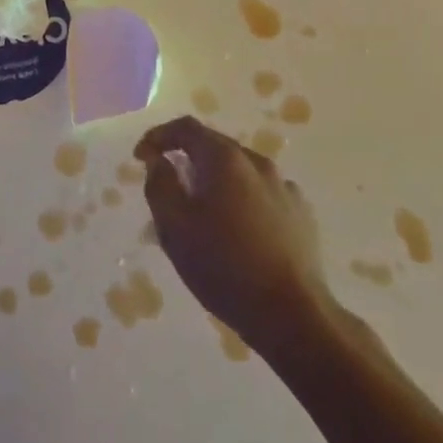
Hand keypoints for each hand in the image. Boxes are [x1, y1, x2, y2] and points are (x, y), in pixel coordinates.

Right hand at [135, 115, 331, 349]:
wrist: (293, 315)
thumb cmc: (224, 266)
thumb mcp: (174, 227)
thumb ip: (160, 185)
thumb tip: (160, 161)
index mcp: (225, 158)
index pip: (185, 128)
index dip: (158, 137)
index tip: (141, 158)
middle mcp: (257, 162)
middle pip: (214, 147)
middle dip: (187, 161)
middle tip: (169, 190)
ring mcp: (284, 187)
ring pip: (239, 172)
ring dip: (216, 183)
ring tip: (204, 216)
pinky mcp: (301, 214)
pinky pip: (262, 195)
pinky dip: (242, 201)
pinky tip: (239, 232)